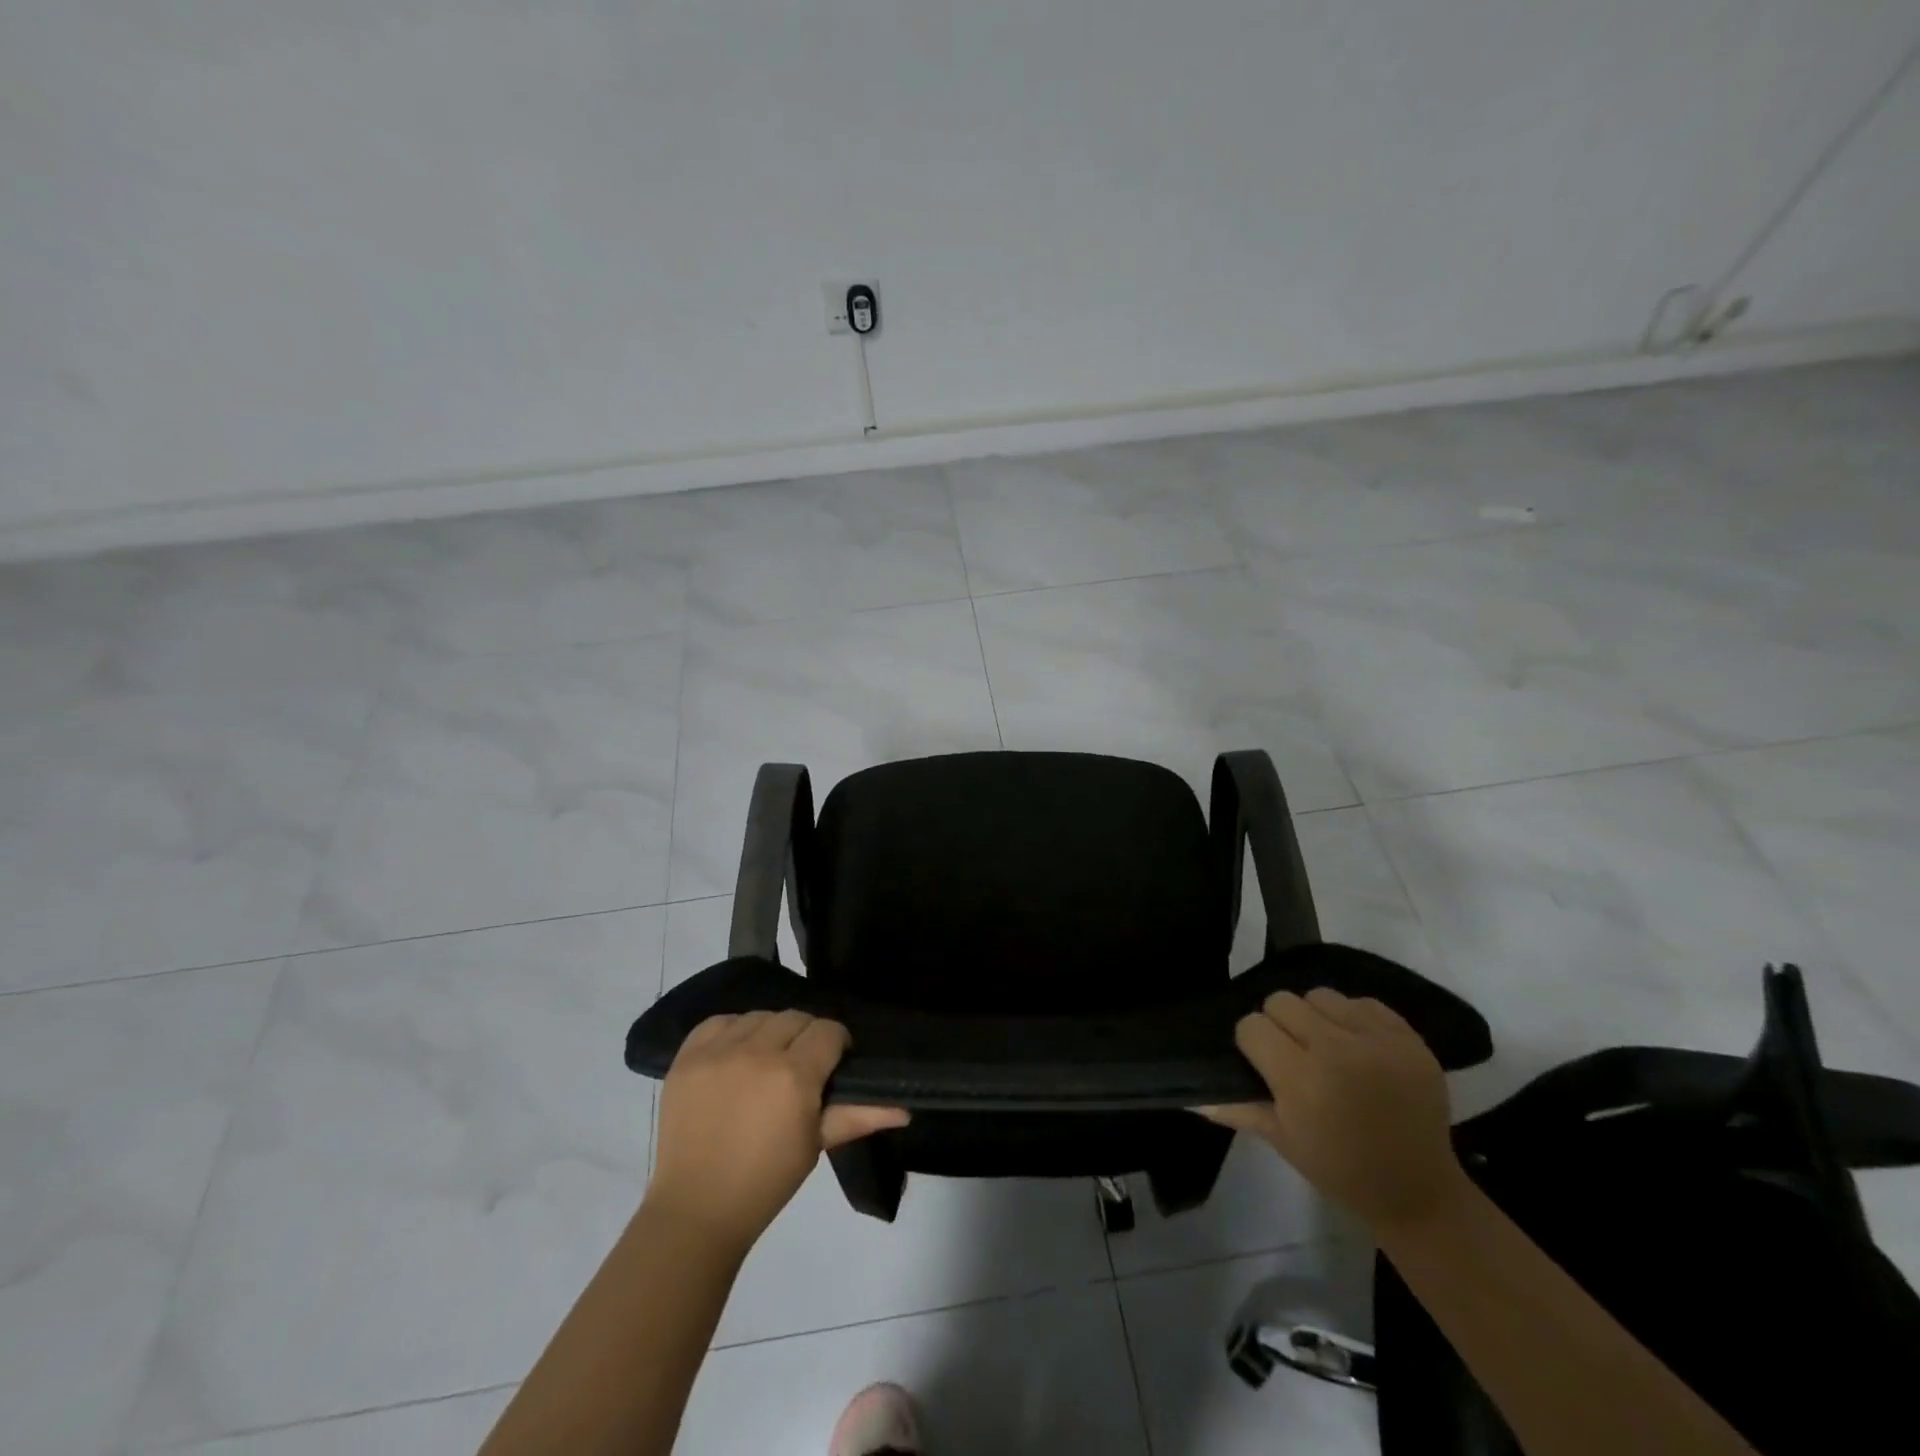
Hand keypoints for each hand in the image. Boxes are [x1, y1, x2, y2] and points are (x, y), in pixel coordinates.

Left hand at [647, 1011, 908, 1254]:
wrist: (695, 1209)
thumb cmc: (766, 1181)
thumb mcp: (815, 1145)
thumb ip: (859, 1115)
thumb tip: (904, 1108)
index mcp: (794, 1076)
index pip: (828, 1031)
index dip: (837, 1044)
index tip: (834, 1064)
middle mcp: (757, 1052)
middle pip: (796, 1018)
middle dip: (806, 1037)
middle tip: (801, 1067)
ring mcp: (718, 1052)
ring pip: (760, 1016)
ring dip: (771, 1033)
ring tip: (767, 1062)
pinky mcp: (687, 1056)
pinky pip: (720, 1021)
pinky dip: (733, 1031)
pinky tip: (736, 1054)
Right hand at [1201, 989, 1467, 1233]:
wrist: (1419, 1192)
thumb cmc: (1340, 1170)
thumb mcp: (1282, 1140)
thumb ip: (1238, 1107)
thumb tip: (1191, 1095)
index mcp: (1301, 1079)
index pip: (1252, 1025)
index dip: (1253, 1043)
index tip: (1264, 1064)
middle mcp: (1337, 1049)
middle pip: (1282, 1001)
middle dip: (1280, 1024)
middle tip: (1293, 1054)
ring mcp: (1377, 1040)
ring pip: (1320, 995)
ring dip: (1316, 1017)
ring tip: (1327, 1047)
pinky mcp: (1408, 1037)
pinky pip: (1362, 1002)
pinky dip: (1353, 1019)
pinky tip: (1359, 1048)